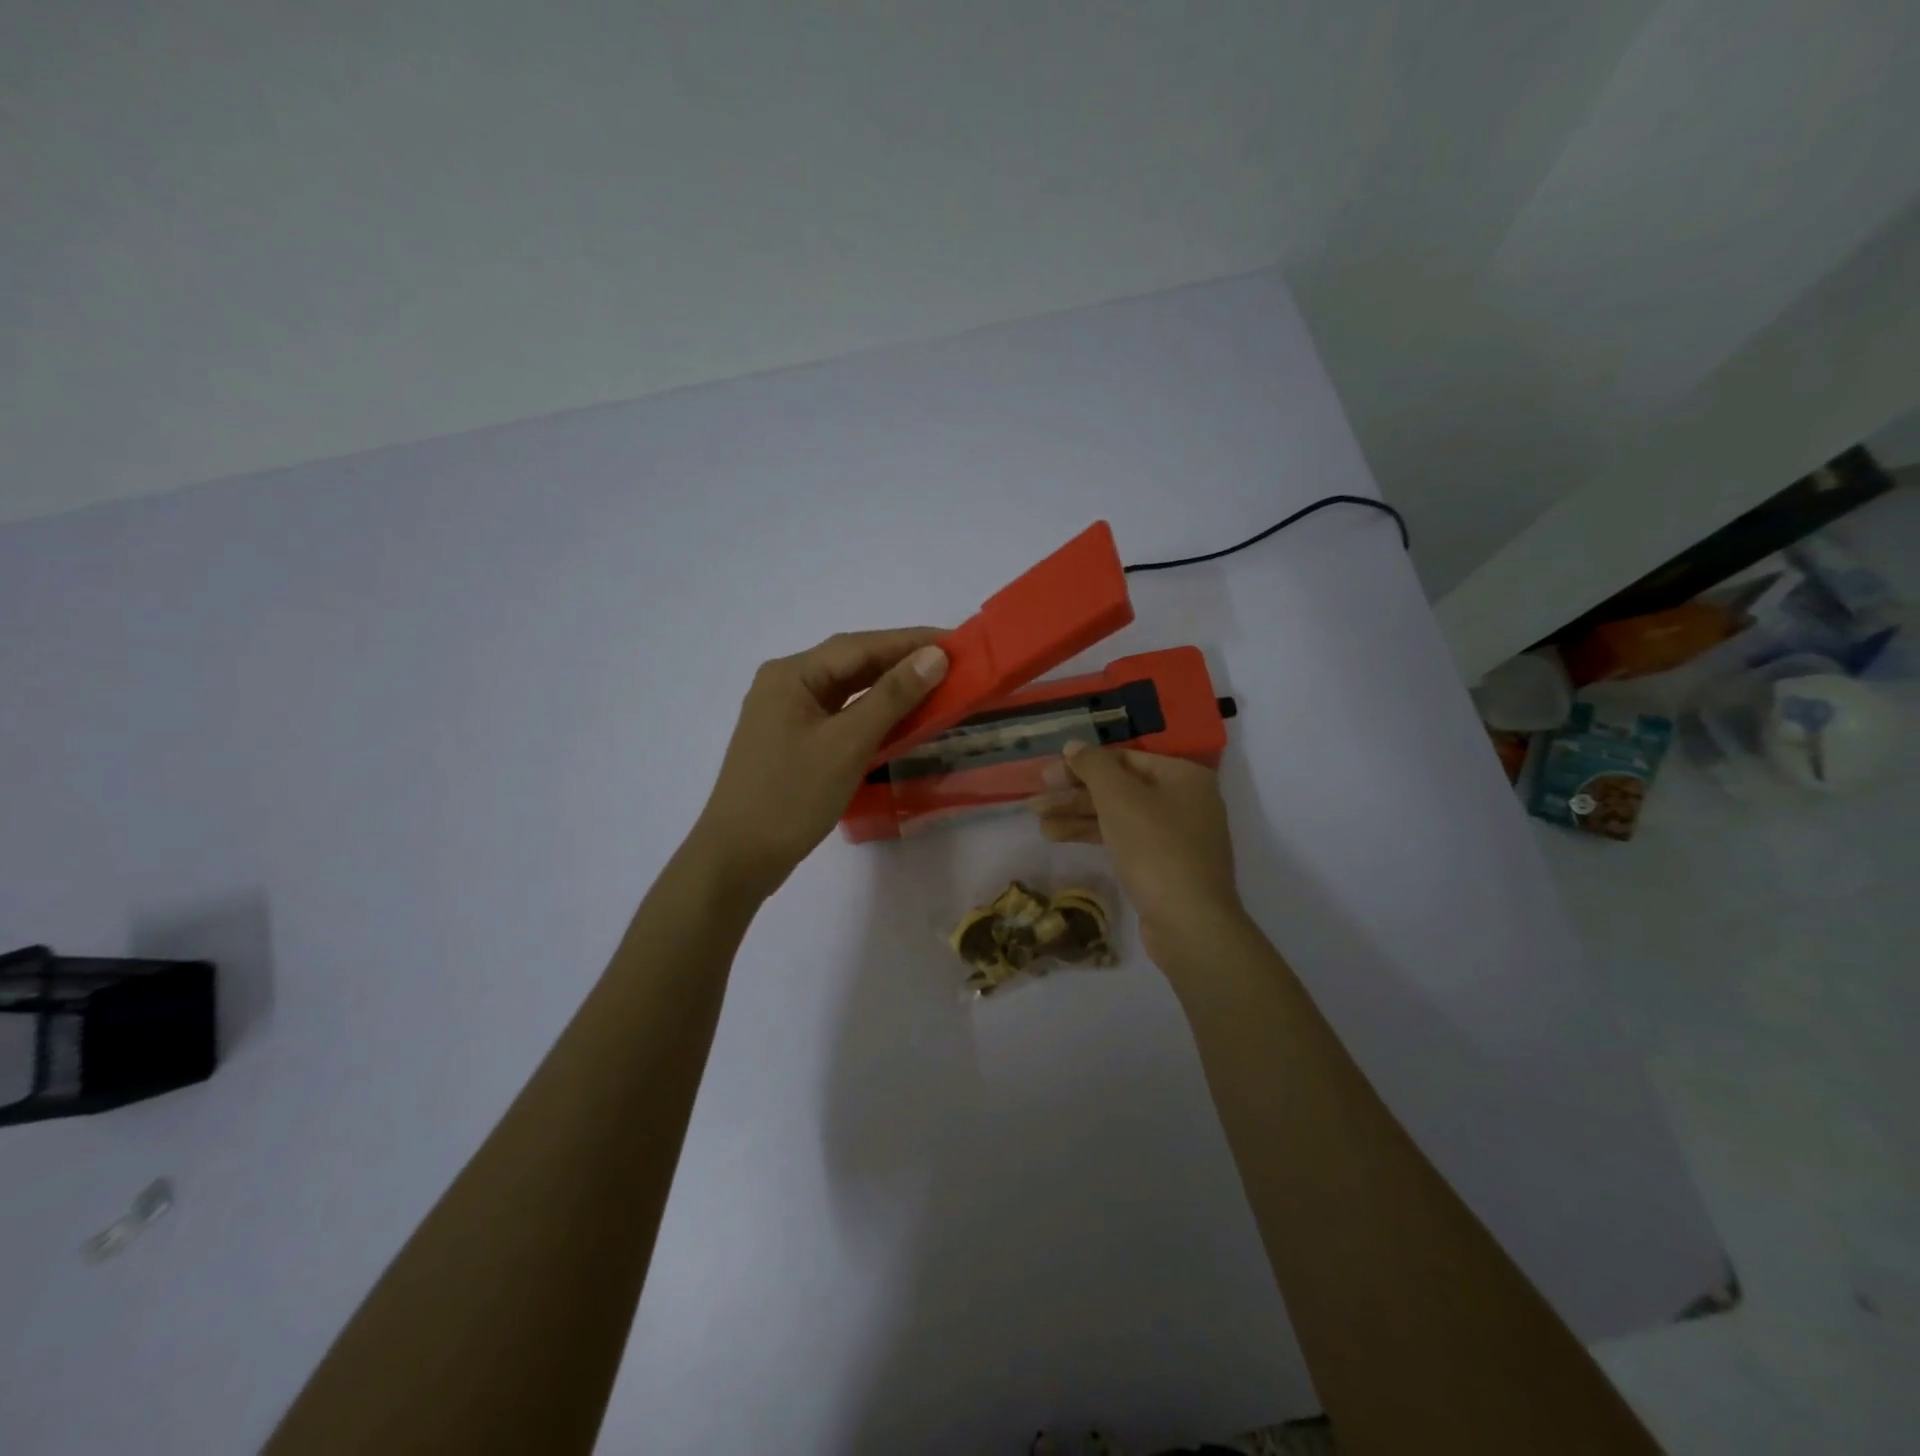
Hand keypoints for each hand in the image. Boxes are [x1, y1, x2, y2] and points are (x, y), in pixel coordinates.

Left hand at [692, 628, 948, 897]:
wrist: (738, 858)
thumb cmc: (791, 796)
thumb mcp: (847, 744)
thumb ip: (892, 696)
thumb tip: (934, 656)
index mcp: (792, 675)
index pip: (860, 646)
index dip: (910, 641)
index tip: (957, 642)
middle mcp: (785, 684)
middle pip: (851, 663)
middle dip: (901, 661)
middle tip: (952, 664)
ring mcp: (785, 714)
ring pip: (845, 690)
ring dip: (887, 687)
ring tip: (932, 686)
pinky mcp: (791, 741)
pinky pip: (838, 715)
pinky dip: (869, 713)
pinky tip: (896, 719)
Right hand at [1030, 743, 1246, 967]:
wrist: (1189, 923)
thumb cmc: (1155, 848)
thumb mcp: (1119, 798)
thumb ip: (1093, 766)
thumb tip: (1074, 745)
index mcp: (1183, 776)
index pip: (1125, 758)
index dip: (1083, 764)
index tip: (1048, 775)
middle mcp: (1185, 800)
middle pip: (1120, 787)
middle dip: (1075, 794)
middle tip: (1037, 800)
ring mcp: (1176, 836)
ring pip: (1118, 815)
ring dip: (1078, 816)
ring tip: (1039, 821)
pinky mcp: (1164, 865)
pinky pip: (1124, 839)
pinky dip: (1094, 835)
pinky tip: (1058, 837)